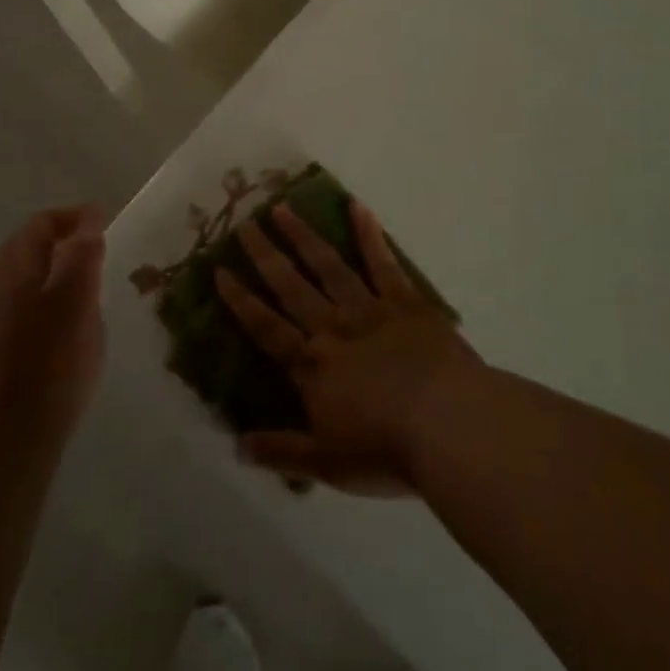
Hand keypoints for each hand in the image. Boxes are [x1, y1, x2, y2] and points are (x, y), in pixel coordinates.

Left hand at [0, 206, 105, 444]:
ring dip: (57, 274)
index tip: (105, 222)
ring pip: (27, 279)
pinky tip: (66, 327)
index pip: (42, 222)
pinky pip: (23, 307)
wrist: (4, 436)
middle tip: (99, 254)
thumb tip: (88, 220)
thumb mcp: (77, 298)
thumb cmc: (49, 360)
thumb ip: (83, 254)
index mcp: (13, 264)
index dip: (75, 217)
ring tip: (89, 290)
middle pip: (30, 248)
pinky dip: (48, 301)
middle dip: (65, 243)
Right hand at [216, 201, 476, 494]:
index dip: (242, 301)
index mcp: (313, 366)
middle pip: (292, 287)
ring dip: (304, 236)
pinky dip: (369, 234)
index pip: (267, 329)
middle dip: (266, 256)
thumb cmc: (386, 450)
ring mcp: (370, 310)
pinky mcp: (406, 302)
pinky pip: (383, 263)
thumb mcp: (328, 464)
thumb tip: (237, 447)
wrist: (449, 425)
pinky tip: (357, 206)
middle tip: (245, 224)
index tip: (220, 271)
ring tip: (283, 208)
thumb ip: (283, 452)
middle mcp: (333, 328)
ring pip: (329, 266)